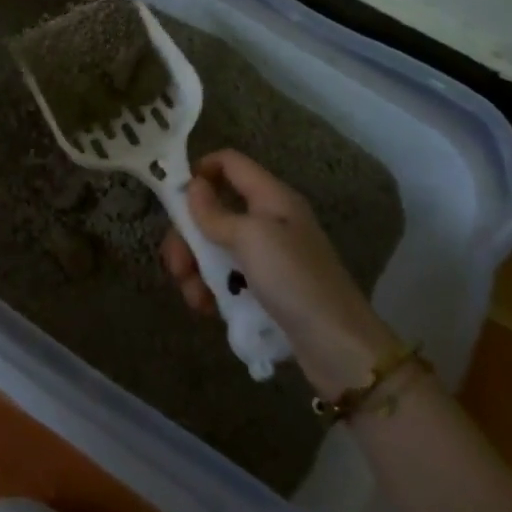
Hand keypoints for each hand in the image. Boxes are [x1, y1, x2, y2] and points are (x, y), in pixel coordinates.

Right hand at [164, 148, 398, 393]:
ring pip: (216, 248)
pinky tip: (206, 308)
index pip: (230, 163)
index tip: (173, 197)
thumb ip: (216, 212)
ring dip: (196, 268)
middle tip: (176, 264)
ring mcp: (268, 257)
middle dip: (188, 236)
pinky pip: (228, 278)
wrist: (339, 348)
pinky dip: (212, 290)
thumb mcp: (251, 238)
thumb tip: (192, 186)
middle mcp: (269, 221)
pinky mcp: (266, 289)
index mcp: (272, 197)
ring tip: (194, 295)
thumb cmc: (294, 279)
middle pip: (215, 210)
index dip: (200, 171)